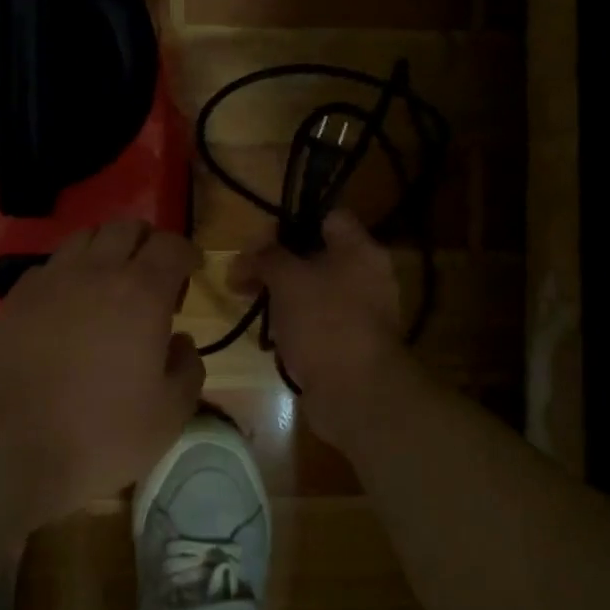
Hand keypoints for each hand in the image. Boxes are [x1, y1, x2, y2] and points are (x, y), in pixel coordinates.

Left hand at [0, 219, 204, 516]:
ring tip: (110, 284)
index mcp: (141, 293)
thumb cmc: (98, 433)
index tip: (192, 271)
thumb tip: (181, 342)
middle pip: (126, 228)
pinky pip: (51, 265)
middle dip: (147, 242)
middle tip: (153, 277)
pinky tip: (68, 305)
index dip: (186, 253)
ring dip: (106, 250)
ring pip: (85, 237)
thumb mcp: (167, 416)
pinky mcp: (15, 297)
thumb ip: (188, 369)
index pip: (170, 245)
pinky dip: (70, 272)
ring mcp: (50, 280)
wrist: (5, 445)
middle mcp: (96, 271)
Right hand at [227, 210, 407, 402]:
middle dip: (277, 264)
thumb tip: (249, 254)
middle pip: (316, 255)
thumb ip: (267, 257)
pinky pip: (317, 322)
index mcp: (360, 250)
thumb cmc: (323, 322)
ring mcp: (359, 312)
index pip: (328, 217)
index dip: (293, 221)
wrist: (356, 392)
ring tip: (249, 305)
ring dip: (281, 296)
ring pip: (313, 291)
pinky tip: (270, 336)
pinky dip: (294, 325)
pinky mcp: (349, 343)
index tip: (261, 238)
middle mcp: (366, 276)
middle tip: (243, 275)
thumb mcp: (287, 279)